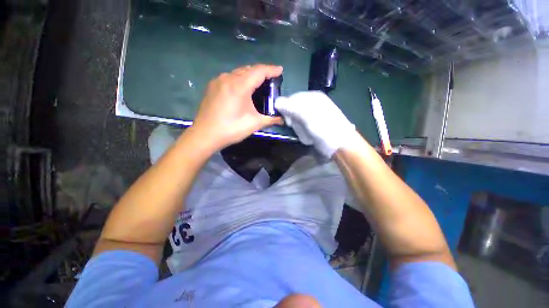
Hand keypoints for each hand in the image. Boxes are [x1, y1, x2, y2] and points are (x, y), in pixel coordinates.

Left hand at [191, 64, 283, 149]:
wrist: (205, 135)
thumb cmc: (231, 128)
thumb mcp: (254, 124)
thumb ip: (271, 119)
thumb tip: (282, 120)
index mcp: (240, 85)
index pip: (259, 71)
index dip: (271, 69)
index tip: (280, 70)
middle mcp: (228, 78)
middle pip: (249, 69)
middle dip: (262, 72)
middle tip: (271, 79)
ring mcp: (218, 81)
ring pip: (238, 72)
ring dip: (250, 75)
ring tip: (259, 84)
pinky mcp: (212, 86)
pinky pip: (230, 78)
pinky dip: (240, 79)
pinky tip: (243, 89)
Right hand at [275, 91, 355, 157]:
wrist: (340, 145)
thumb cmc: (324, 128)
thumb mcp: (307, 116)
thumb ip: (291, 108)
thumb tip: (276, 102)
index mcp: (312, 97)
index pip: (291, 98)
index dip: (286, 109)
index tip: (288, 121)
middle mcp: (313, 104)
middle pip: (294, 109)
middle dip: (294, 120)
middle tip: (298, 128)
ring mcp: (314, 115)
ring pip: (297, 120)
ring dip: (299, 129)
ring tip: (307, 134)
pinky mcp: (315, 125)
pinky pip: (302, 127)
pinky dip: (303, 133)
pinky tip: (309, 137)